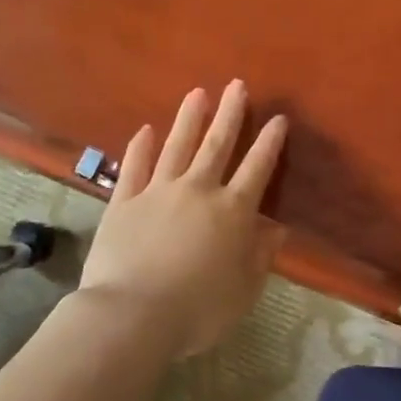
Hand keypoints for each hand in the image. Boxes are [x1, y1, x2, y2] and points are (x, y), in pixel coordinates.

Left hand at [79, 81, 288, 357]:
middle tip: (236, 85)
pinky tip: (145, 130)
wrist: (133, 315)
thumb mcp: (245, 289)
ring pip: (177, 147)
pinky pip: (134, 168)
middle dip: (230, 114)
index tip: (277, 119)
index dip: (269, 143)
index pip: (257, 169)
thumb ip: (261, 256)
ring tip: (197, 93)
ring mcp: (157, 192)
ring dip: (188, 119)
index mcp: (233, 212)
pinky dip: (140, 147)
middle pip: (217, 145)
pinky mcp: (123, 202)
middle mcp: (198, 191)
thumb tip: (277, 229)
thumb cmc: (199, 310)